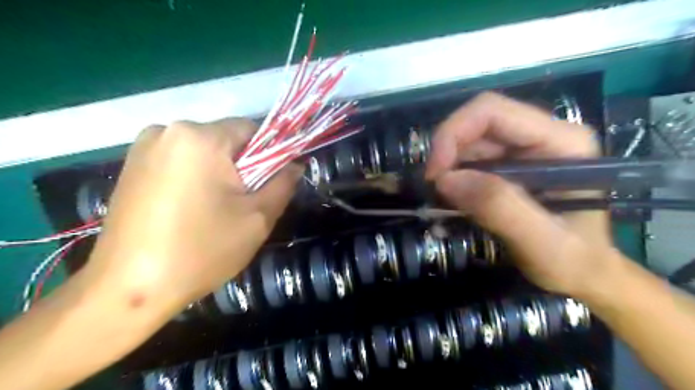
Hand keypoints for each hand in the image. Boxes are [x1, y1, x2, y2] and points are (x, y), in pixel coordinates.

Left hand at [85, 117, 299, 316]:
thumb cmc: (201, 250)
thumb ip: (283, 183)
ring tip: (217, 210)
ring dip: (220, 173)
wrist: (128, 290)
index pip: (252, 129)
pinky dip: (196, 178)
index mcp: (200, 138)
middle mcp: (167, 130)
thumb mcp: (258, 218)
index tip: (271, 183)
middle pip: (226, 139)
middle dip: (243, 166)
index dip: (270, 154)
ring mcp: (144, 147)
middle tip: (245, 203)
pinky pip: (181, 161)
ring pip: (204, 151)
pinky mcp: (131, 165)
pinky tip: (192, 209)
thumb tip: (296, 163)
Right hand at [427, 91, 615, 298]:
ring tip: (444, 200)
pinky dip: (454, 177)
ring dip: (448, 167)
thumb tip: (446, 179)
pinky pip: (470, 160)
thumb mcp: (542, 243)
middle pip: (477, 124)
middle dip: (447, 152)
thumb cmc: (575, 262)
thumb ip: (500, 208)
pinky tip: (454, 199)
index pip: (493, 112)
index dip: (454, 134)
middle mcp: (541, 136)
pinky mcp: (509, 166)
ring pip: (469, 142)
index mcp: (560, 142)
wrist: (586, 274)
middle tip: (433, 189)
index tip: (435, 174)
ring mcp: (523, 150)